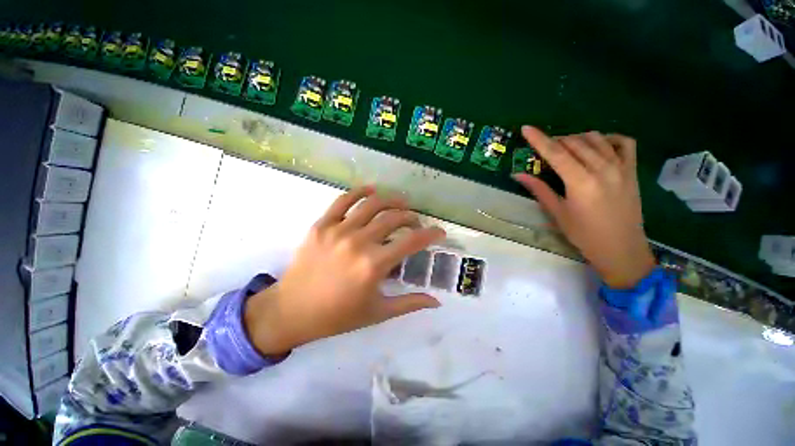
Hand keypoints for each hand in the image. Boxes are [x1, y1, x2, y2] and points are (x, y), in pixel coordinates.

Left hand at [244, 187, 445, 355]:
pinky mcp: (322, 225)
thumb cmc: (337, 315)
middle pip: (394, 218)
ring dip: (392, 200)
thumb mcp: (378, 312)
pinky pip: (343, 200)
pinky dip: (360, 191)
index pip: (412, 241)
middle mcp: (359, 242)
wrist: (291, 310)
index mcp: (374, 265)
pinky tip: (372, 189)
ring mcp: (338, 230)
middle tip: (416, 222)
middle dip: (411, 217)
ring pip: (372, 204)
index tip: (439, 232)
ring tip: (401, 202)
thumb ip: (409, 303)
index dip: (431, 234)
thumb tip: (437, 302)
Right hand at [514, 126, 655, 288]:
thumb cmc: (584, 235)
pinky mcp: (632, 170)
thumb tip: (518, 175)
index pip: (556, 153)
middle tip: (543, 149)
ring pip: (596, 139)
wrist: (622, 249)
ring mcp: (621, 167)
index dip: (539, 139)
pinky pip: (624, 143)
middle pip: (575, 143)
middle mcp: (602, 169)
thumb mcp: (557, 213)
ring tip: (565, 148)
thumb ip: (539, 190)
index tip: (526, 128)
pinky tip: (598, 145)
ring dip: (577, 138)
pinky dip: (608, 138)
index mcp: (581, 182)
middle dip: (556, 141)